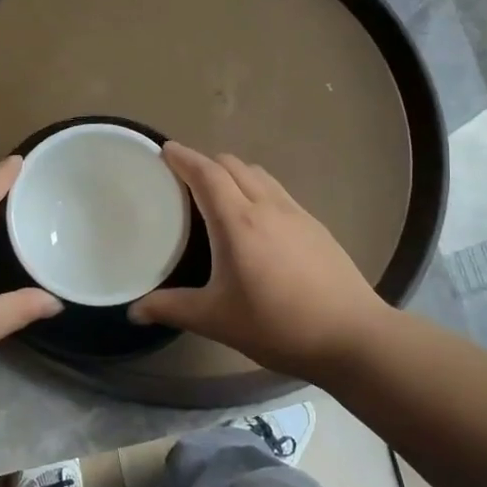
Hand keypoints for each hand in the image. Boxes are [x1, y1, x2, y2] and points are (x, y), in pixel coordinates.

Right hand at [130, 143, 387, 380]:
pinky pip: (277, 190)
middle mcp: (266, 206)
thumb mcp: (216, 319)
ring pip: (258, 174)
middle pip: (232, 165)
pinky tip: (255, 217)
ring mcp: (296, 213)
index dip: (183, 157)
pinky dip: (256, 187)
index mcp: (238, 221)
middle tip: (183, 176)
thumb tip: (134, 311)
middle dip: (205, 162)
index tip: (165, 150)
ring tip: (217, 191)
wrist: (353, 335)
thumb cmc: (277, 325)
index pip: (206, 173)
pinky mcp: (315, 226)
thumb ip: (172, 309)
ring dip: (233, 172)